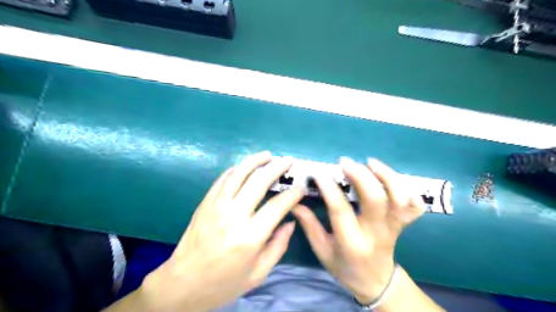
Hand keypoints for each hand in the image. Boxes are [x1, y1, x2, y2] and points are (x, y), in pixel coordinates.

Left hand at [139, 152, 303, 311]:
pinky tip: (243, 166)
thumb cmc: (224, 282)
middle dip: (277, 168)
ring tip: (268, 155)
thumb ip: (278, 246)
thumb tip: (290, 222)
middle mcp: (233, 216)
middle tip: (288, 161)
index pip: (277, 206)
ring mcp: (216, 207)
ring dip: (255, 161)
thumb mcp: (258, 273)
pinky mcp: (205, 204)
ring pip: (238, 175)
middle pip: (259, 182)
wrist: (183, 284)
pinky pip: (221, 181)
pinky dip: (234, 170)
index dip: (292, 194)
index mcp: (249, 237)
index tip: (301, 188)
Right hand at [292, 157, 426, 303]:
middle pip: (375, 199)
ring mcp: (393, 227)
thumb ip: (309, 225)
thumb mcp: (322, 251)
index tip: (319, 174)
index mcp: (352, 243)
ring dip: (386, 176)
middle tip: (344, 162)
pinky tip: (390, 178)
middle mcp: (376, 233)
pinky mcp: (402, 224)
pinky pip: (415, 205)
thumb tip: (295, 202)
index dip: (329, 188)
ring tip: (370, 162)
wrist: (376, 282)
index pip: (341, 210)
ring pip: (399, 198)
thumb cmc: (345, 267)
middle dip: (360, 176)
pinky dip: (408, 188)